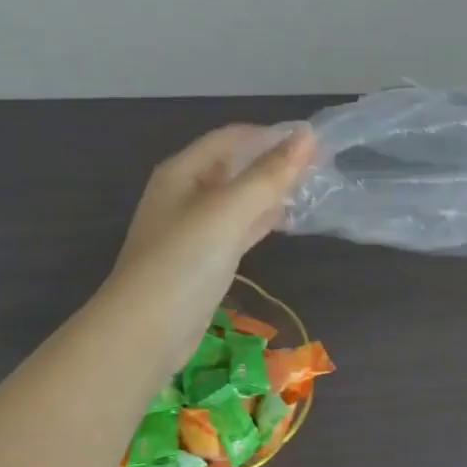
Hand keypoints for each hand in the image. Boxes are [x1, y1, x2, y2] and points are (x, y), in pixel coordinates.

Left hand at [103, 124, 315, 367]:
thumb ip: (269, 174)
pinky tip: (286, 220)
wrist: (145, 332)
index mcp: (182, 171)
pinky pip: (237, 228)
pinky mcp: (202, 259)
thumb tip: (308, 134)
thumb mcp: (229, 210)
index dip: (273, 134)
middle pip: (235, 166)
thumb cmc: (184, 261)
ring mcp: (192, 228)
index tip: (317, 141)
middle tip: (322, 166)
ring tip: (312, 188)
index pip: (233, 137)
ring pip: (238, 198)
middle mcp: (184, 193)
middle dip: (274, 162)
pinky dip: (261, 220)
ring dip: (271, 191)